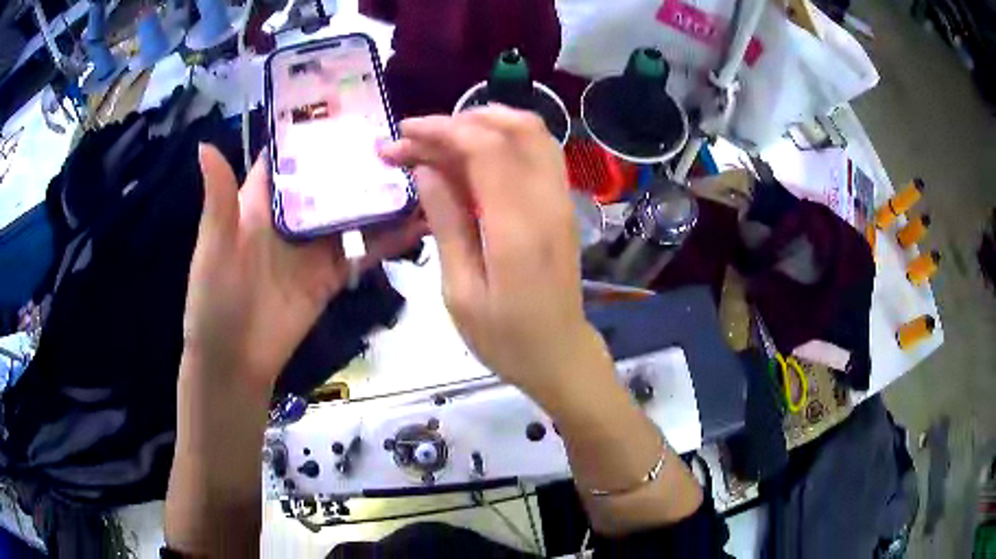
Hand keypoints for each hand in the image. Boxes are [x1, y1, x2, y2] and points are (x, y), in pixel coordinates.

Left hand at [184, 144, 424, 391]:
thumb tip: (206, 142)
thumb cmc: (214, 300)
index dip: (313, 129)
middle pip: (330, 177)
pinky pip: (365, 251)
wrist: (235, 362)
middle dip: (361, 156)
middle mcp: (293, 216)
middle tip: (405, 134)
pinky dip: (391, 238)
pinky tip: (420, 223)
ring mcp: (315, 245)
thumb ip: (218, 198)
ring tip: (423, 171)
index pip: (289, 155)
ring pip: (354, 210)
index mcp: (261, 201)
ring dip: (383, 194)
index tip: (351, 103)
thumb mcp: (213, 247)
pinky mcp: (332, 274)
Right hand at [379, 106, 610, 404]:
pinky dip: (505, 139)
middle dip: (459, 121)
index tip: (403, 133)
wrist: (560, 355)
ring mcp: (561, 199)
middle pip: (513, 128)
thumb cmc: (505, 338)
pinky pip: (538, 152)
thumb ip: (446, 223)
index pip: (484, 148)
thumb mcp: (461, 291)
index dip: (441, 130)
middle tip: (418, 139)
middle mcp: (547, 200)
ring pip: (532, 133)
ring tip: (442, 139)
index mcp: (517, 225)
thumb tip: (426, 170)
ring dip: (486, 123)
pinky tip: (473, 155)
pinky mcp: (562, 205)